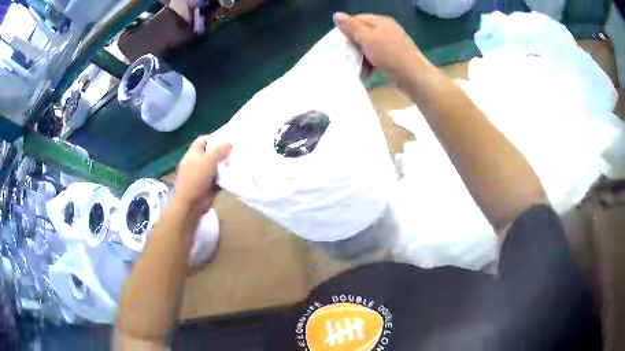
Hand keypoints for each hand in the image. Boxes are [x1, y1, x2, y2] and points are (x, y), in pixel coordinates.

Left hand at [173, 135, 231, 215]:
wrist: (190, 205)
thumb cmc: (196, 179)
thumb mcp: (209, 160)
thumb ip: (219, 150)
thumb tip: (230, 143)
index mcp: (193, 153)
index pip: (203, 140)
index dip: (214, 138)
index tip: (228, 141)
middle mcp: (196, 162)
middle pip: (211, 153)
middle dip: (222, 153)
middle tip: (235, 153)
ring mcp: (201, 175)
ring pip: (215, 166)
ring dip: (224, 166)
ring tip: (237, 164)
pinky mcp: (207, 186)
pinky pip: (218, 178)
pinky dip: (224, 178)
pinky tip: (233, 176)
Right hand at [333, 13, 426, 86]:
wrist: (414, 76)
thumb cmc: (389, 54)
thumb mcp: (367, 38)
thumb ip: (351, 27)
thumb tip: (336, 14)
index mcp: (381, 21)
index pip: (357, 19)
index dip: (346, 29)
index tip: (340, 43)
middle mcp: (387, 29)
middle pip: (363, 33)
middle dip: (353, 45)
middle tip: (346, 56)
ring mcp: (392, 43)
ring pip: (369, 46)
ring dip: (361, 56)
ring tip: (356, 67)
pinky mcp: (394, 56)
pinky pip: (377, 56)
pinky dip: (370, 63)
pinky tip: (366, 72)